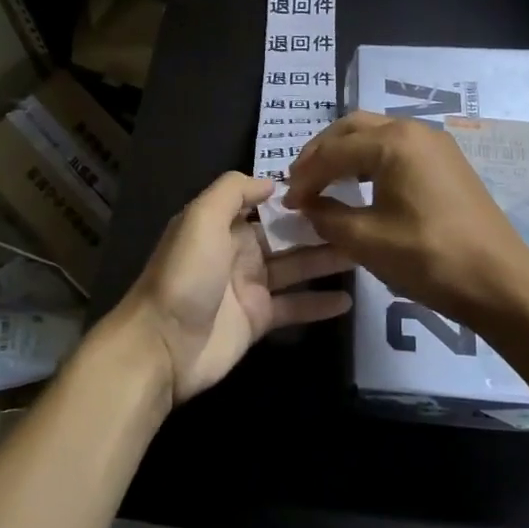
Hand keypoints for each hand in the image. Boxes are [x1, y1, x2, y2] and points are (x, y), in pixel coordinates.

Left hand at [114, 173, 350, 404]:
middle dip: (320, 228)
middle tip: (362, 221)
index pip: (266, 204)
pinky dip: (318, 304)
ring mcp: (249, 287)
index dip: (296, 198)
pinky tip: (348, 300)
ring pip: (296, 268)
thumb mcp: (201, 219)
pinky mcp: (258, 321)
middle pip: (286, 236)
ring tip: (364, 254)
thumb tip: (272, 183)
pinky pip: (294, 307)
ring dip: (326, 261)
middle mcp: (238, 251)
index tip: (335, 187)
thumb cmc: (185, 274)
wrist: (163, 344)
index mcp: (223, 224)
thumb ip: (233, 192)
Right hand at [284, 112, 528, 325]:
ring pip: (375, 134)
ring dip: (345, 153)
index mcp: (393, 142)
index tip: (288, 203)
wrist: (501, 282)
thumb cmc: (429, 258)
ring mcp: (435, 144)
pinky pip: (397, 148)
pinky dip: (369, 160)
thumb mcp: (367, 240)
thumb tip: (309, 207)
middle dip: (321, 153)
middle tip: (300, 182)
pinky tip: (360, 186)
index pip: (332, 151)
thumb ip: (327, 218)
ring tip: (324, 182)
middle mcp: (414, 130)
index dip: (304, 177)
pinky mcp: (447, 163)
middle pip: (352, 128)